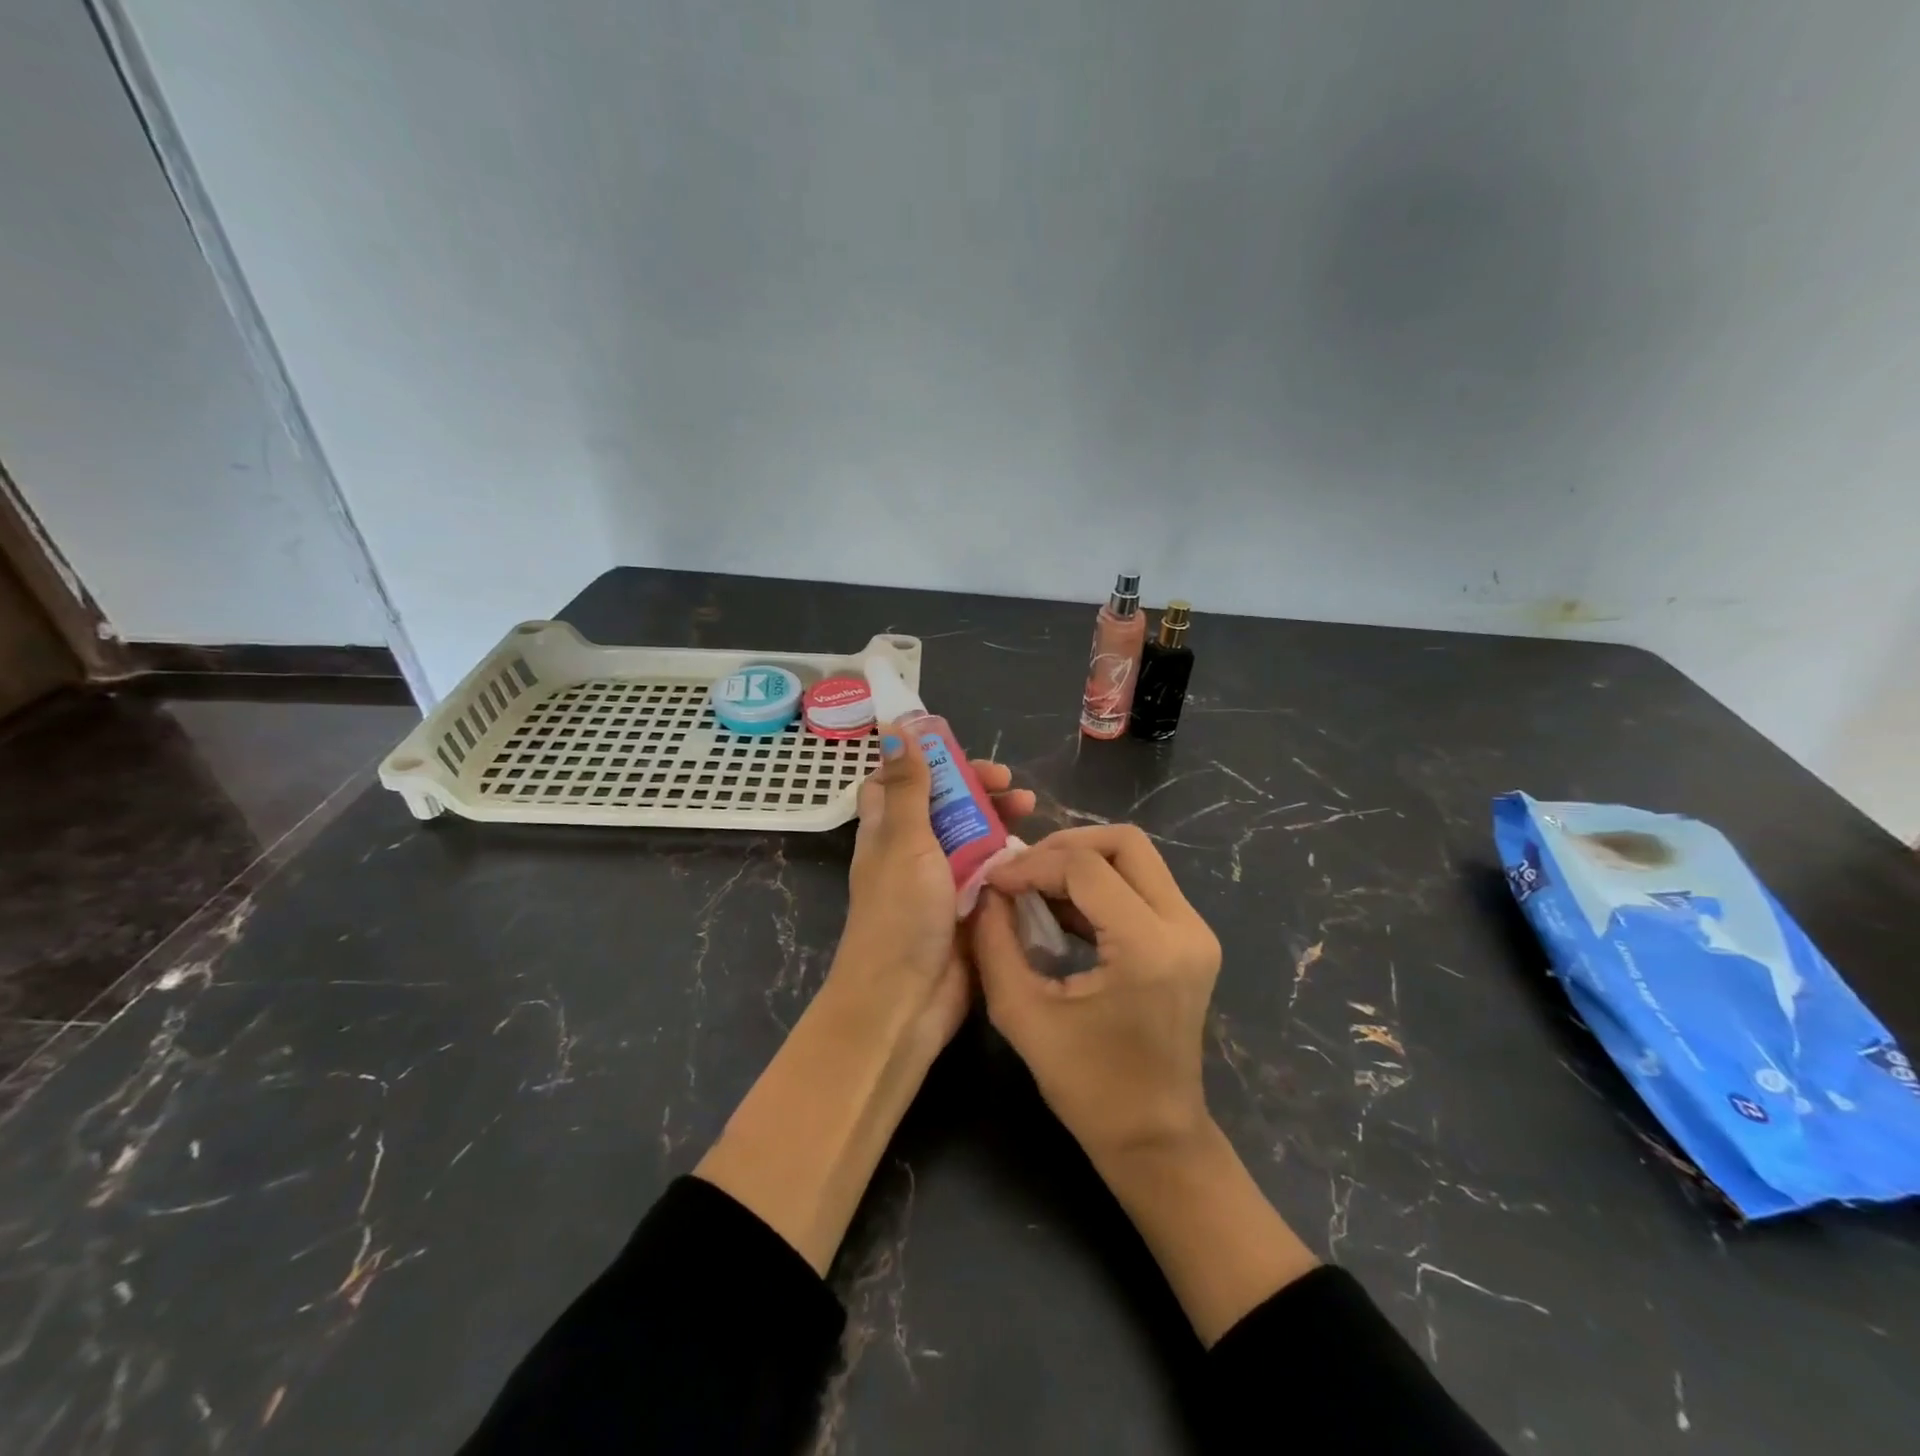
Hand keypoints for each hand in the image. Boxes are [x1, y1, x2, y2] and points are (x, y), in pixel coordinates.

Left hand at [832, 727, 1034, 1054]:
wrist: (905, 1000)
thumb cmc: (899, 913)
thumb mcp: (904, 841)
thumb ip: (909, 787)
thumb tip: (894, 729)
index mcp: (887, 831)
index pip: (897, 782)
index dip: (922, 761)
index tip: (955, 749)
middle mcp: (912, 851)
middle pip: (944, 805)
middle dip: (974, 786)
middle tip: (1008, 780)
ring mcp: (941, 882)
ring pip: (972, 836)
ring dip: (998, 818)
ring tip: (1031, 808)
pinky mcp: (968, 908)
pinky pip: (991, 873)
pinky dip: (1010, 858)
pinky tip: (1035, 851)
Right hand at [971, 825, 1221, 1160]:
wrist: (1155, 1138)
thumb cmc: (1087, 1086)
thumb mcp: (1021, 1013)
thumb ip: (995, 942)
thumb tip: (985, 892)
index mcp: (1148, 947)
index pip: (1085, 868)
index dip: (1032, 864)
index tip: (994, 882)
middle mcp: (1183, 926)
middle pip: (1125, 843)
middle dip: (1066, 846)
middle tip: (1023, 870)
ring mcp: (1195, 931)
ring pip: (1137, 858)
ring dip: (1083, 862)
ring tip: (1036, 884)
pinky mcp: (1191, 940)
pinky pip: (1144, 885)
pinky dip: (1101, 884)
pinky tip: (1063, 907)